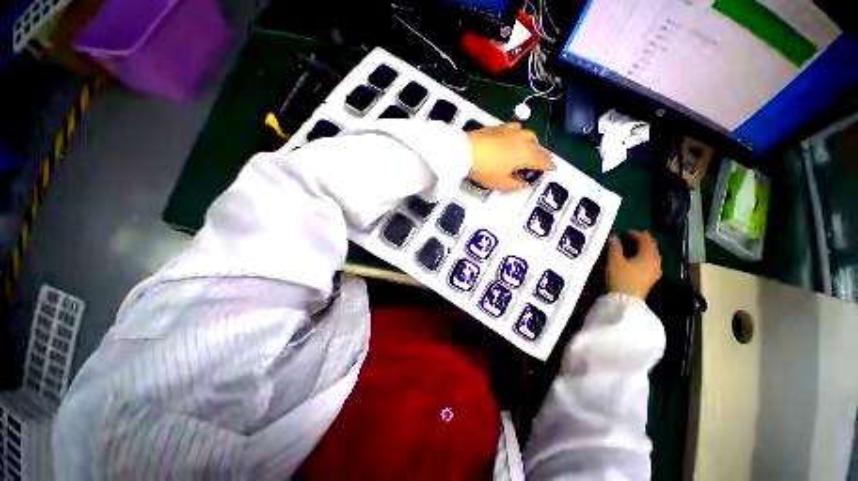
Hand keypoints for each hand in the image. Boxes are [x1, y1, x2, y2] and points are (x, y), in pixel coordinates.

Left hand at [466, 123, 554, 191]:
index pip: (543, 160)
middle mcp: (523, 139)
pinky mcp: (499, 126)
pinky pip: (515, 129)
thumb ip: (515, 185)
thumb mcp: (501, 183)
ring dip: (531, 143)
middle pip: (538, 146)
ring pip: (528, 135)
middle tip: (539, 162)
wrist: (464, 151)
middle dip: (541, 154)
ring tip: (527, 150)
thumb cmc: (485, 169)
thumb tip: (524, 184)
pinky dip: (518, 135)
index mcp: (527, 154)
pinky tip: (512, 139)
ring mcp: (511, 131)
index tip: (553, 169)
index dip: (549, 166)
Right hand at [605, 230, 661, 298]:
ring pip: (651, 255)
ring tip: (633, 246)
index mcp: (648, 256)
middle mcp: (655, 262)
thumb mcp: (614, 260)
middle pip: (651, 246)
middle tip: (631, 236)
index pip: (644, 240)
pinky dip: (643, 256)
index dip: (635, 233)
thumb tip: (614, 236)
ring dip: (643, 248)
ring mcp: (655, 271)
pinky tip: (636, 258)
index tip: (624, 231)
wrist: (625, 301)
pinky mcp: (650, 279)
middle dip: (642, 240)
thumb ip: (614, 246)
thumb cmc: (620, 278)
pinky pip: (650, 262)